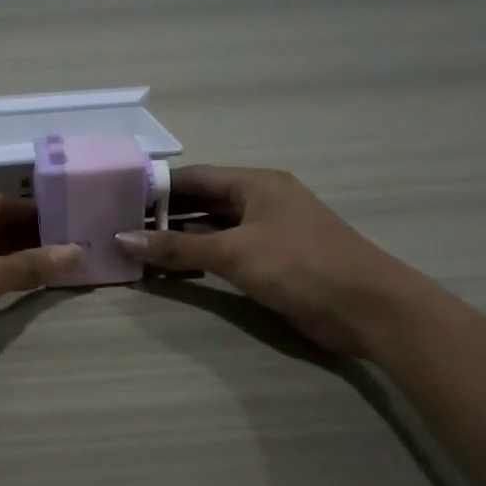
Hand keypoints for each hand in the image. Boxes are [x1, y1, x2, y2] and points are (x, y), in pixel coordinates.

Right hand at [114, 165, 428, 357]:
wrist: (367, 308)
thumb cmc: (300, 265)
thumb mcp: (234, 253)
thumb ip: (177, 247)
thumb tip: (122, 238)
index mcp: (255, 183)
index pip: (194, 177)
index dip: (156, 188)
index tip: (118, 200)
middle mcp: (260, 201)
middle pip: (201, 202)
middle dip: (163, 216)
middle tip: (120, 229)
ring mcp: (267, 232)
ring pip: (212, 229)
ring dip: (179, 241)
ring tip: (135, 252)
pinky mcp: (271, 262)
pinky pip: (224, 253)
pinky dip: (198, 260)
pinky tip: (169, 272)